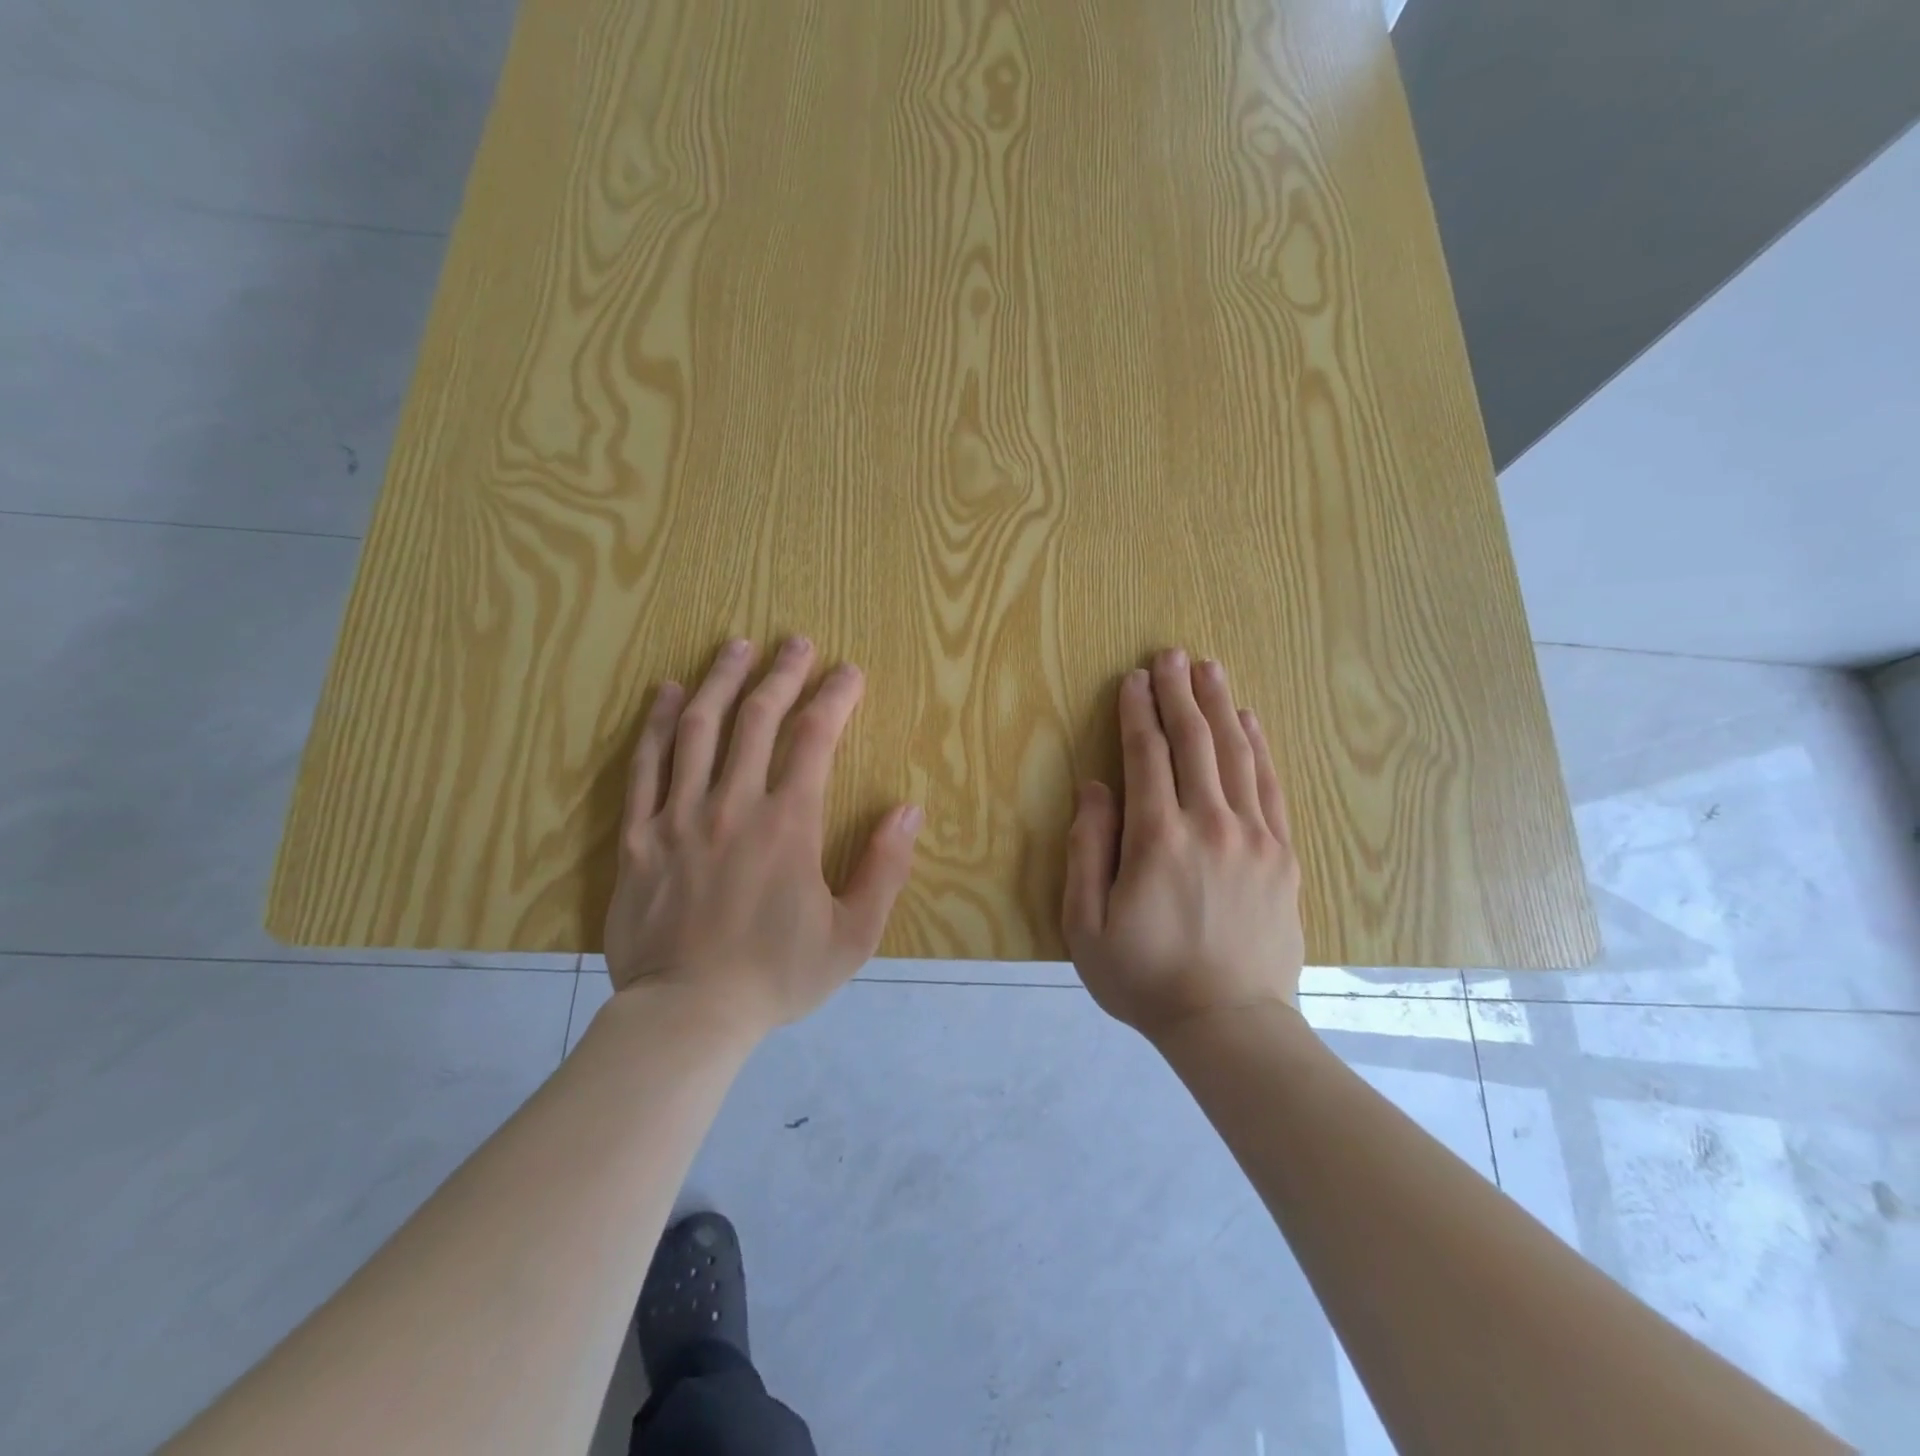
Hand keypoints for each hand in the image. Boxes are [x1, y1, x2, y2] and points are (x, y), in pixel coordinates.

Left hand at [604, 636, 922, 1036]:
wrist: (687, 1016)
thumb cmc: (777, 977)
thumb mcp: (853, 936)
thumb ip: (885, 869)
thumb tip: (908, 810)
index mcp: (789, 824)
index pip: (815, 739)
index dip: (834, 697)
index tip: (848, 671)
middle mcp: (735, 804)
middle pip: (758, 718)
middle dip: (781, 673)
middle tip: (795, 641)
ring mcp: (680, 815)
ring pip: (698, 728)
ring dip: (721, 680)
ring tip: (736, 645)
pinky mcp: (640, 835)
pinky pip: (645, 765)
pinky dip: (655, 722)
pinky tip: (667, 692)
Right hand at [1062, 649, 1305, 1040]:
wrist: (1229, 1025)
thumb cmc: (1144, 977)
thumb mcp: (1085, 924)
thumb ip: (1087, 850)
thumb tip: (1095, 788)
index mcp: (1158, 839)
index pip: (1146, 756)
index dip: (1138, 712)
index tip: (1133, 679)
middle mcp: (1210, 824)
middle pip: (1193, 742)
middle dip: (1178, 694)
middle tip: (1171, 654)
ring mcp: (1254, 837)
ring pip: (1235, 754)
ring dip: (1219, 707)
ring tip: (1208, 669)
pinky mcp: (1283, 855)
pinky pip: (1270, 786)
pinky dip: (1259, 747)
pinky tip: (1249, 720)